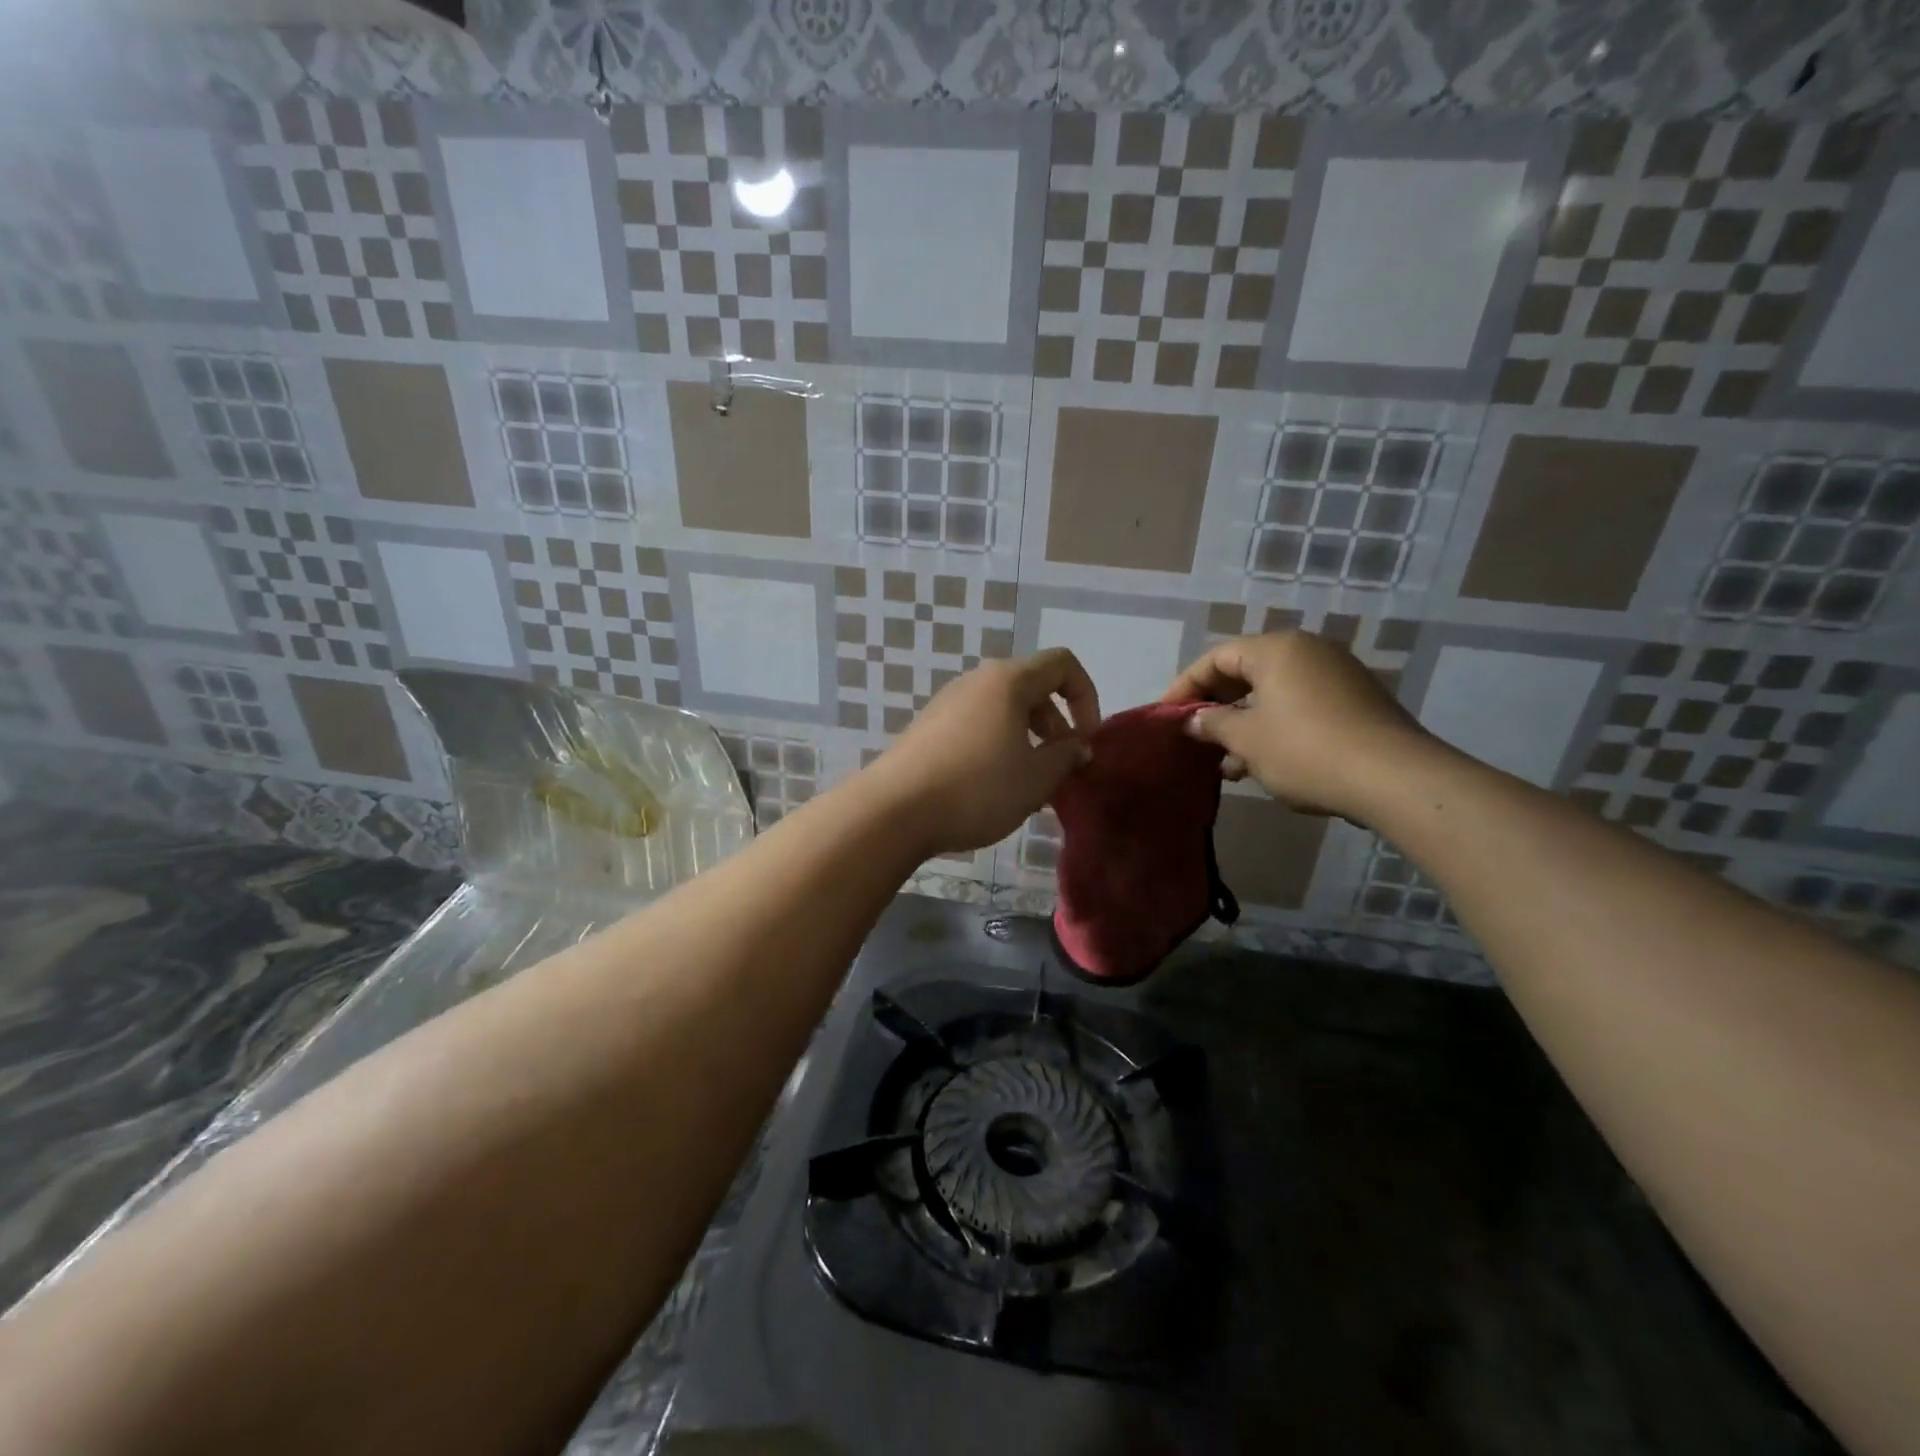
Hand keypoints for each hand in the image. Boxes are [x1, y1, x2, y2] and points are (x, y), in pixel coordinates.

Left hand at [868, 649, 1099, 855]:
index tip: (1087, 740)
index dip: (1086, 696)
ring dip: (1028, 738)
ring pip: (1004, 709)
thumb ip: (1066, 756)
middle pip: (1032, 687)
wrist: (894, 810)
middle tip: (1060, 767)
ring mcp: (948, 702)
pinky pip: (978, 724)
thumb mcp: (1035, 778)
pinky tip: (993, 786)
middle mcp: (977, 681)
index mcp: (1008, 681)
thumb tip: (1077, 745)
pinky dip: (999, 745)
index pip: (1062, 664)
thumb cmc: (976, 789)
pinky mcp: (929, 727)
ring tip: (1029, 783)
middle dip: (1057, 723)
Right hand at [1161, 631, 1431, 820]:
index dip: (1186, 686)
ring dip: (1244, 725)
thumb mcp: (1247, 740)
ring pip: (1273, 694)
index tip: (1167, 716)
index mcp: (1277, 649)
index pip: (1216, 658)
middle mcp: (1308, 651)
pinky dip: (1275, 728)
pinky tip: (1263, 764)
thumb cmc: (1306, 750)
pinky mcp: (1356, 702)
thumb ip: (1213, 724)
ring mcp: (1337, 675)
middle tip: (1196, 738)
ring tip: (1227, 765)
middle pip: (1246, 673)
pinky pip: (1300, 706)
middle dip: (1216, 707)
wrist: (1395, 779)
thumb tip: (1194, 719)